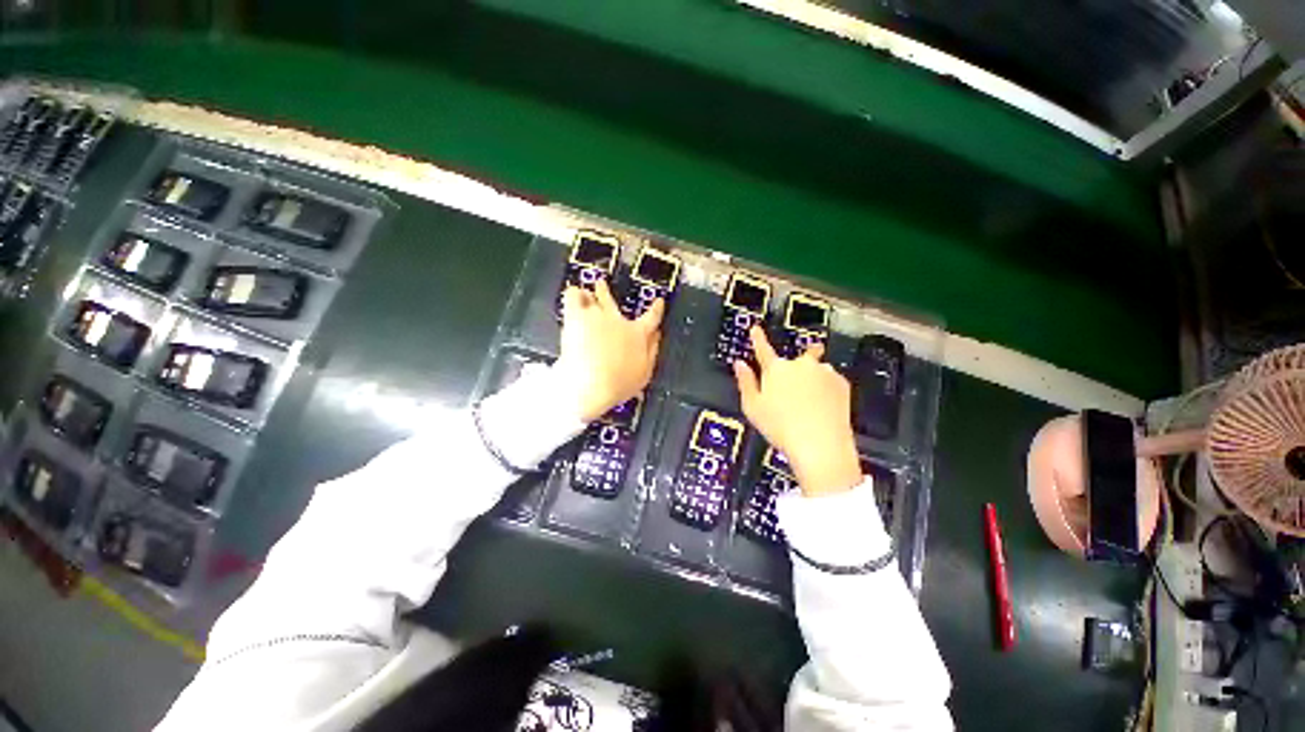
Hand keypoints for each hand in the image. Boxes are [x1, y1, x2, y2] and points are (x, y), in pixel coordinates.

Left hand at [557, 279, 663, 421]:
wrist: (592, 384)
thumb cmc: (619, 383)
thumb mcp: (645, 372)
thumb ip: (652, 351)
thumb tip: (657, 336)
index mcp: (638, 334)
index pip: (652, 317)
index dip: (657, 309)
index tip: (659, 302)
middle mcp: (618, 321)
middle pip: (612, 302)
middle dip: (606, 292)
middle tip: (601, 285)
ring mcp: (597, 316)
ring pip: (592, 296)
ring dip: (588, 295)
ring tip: (583, 293)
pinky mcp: (576, 316)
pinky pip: (573, 296)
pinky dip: (573, 293)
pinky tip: (573, 294)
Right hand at [733, 327, 861, 496]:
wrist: (820, 444)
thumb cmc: (780, 427)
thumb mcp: (752, 407)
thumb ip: (745, 382)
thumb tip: (739, 364)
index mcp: (776, 369)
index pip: (763, 349)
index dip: (758, 338)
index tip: (755, 328)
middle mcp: (800, 365)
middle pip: (796, 359)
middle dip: (795, 368)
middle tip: (794, 391)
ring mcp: (823, 372)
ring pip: (815, 369)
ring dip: (812, 379)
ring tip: (810, 404)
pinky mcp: (842, 383)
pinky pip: (831, 380)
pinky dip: (827, 389)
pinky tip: (824, 407)